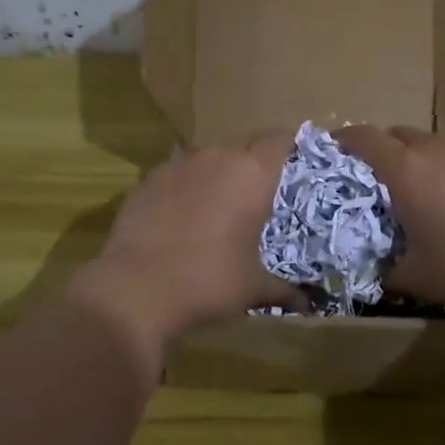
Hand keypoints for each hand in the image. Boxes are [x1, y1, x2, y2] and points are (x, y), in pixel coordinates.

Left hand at [75, 133, 304, 344]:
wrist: (137, 288)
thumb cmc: (209, 281)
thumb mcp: (253, 287)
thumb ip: (284, 289)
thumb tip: (307, 304)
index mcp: (251, 175)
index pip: (279, 140)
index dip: (290, 146)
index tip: (295, 160)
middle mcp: (216, 158)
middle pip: (244, 143)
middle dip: (254, 159)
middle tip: (261, 188)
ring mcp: (177, 165)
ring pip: (207, 155)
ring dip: (218, 171)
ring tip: (219, 201)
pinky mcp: (147, 180)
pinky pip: (176, 173)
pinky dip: (185, 186)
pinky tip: (181, 215)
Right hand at [335, 125, 444, 314]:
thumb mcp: (416, 277)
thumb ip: (385, 269)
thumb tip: (372, 270)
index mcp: (406, 170)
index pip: (363, 137)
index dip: (341, 140)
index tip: (329, 152)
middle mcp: (433, 150)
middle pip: (394, 133)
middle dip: (376, 149)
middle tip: (370, 180)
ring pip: (426, 141)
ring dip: (410, 156)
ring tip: (411, 188)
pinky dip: (439, 164)